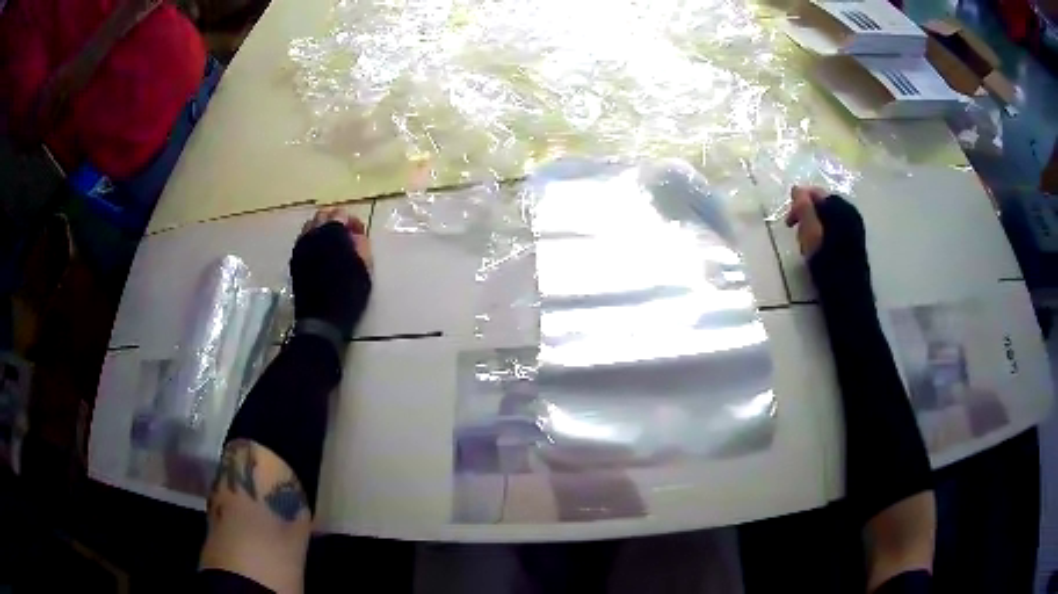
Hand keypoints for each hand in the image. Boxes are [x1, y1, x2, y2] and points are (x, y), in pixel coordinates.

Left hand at [290, 208, 372, 338]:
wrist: (321, 320)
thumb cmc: (347, 295)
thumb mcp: (364, 270)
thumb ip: (362, 247)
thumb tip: (357, 235)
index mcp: (331, 233)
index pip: (341, 214)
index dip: (353, 221)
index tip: (360, 234)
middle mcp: (313, 234)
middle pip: (323, 215)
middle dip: (335, 221)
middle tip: (346, 235)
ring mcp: (300, 247)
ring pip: (310, 226)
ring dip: (322, 229)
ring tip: (333, 245)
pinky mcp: (294, 260)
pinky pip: (304, 240)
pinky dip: (313, 241)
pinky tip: (321, 255)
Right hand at [784, 185, 870, 296]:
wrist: (848, 296)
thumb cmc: (827, 263)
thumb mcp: (811, 233)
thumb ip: (804, 208)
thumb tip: (797, 188)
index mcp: (841, 207)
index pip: (815, 193)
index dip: (798, 204)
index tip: (788, 223)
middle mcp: (850, 213)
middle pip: (822, 205)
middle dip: (805, 217)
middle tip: (795, 235)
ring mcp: (854, 228)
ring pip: (827, 219)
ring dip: (813, 228)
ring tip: (805, 246)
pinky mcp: (854, 243)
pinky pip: (834, 230)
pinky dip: (823, 236)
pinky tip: (818, 251)